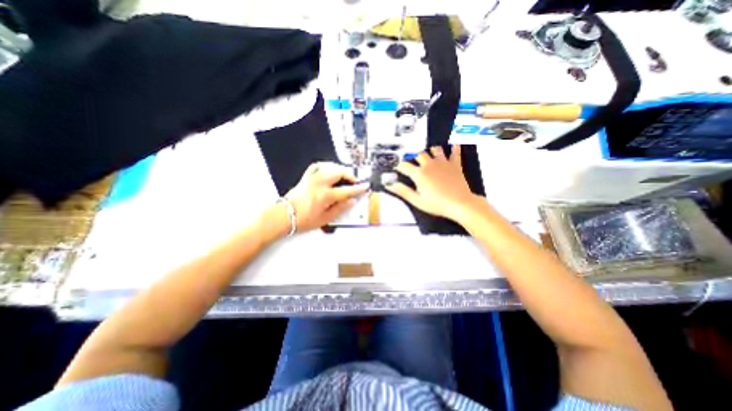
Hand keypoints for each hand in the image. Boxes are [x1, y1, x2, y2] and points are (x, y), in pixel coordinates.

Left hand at [284, 163, 368, 233]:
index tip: (365, 186)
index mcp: (325, 196)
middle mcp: (320, 183)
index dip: (358, 188)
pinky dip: (327, 166)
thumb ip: (340, 209)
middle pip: (339, 172)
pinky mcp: (307, 176)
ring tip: (344, 177)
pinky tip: (331, 170)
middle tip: (354, 182)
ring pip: (330, 166)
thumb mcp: (325, 219)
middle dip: (350, 175)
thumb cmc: (304, 220)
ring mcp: (312, 178)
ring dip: (340, 169)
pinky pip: (318, 165)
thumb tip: (351, 201)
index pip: (347, 190)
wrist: (284, 215)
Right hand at [385, 144, 478, 220]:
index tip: (398, 167)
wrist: (460, 204)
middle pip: (418, 154)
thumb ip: (403, 191)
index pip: (404, 166)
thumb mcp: (417, 200)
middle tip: (412, 160)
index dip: (399, 166)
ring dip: (431, 151)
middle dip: (413, 156)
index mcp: (419, 174)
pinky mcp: (455, 165)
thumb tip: (390, 185)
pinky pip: (455, 153)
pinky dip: (454, 149)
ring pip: (435, 150)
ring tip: (429, 153)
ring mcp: (443, 163)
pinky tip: (454, 145)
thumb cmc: (438, 204)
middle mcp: (430, 165)